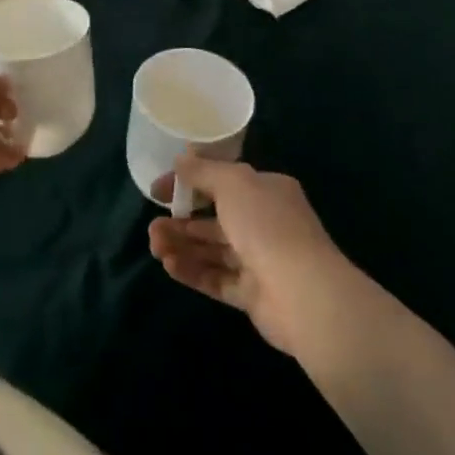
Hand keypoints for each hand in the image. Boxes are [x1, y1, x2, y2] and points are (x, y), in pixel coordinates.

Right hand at [148, 156, 350, 356]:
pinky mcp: (253, 294)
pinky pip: (217, 279)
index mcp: (267, 191)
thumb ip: (203, 171)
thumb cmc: (266, 225)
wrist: (303, 293)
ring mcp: (260, 260)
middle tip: (151, 226)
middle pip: (215, 219)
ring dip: (182, 246)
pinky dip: (193, 271)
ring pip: (213, 250)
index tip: (158, 191)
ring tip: (154, 246)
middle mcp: (265, 222)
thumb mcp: (232, 183)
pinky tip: (169, 266)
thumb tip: (180, 159)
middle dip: (181, 221)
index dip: (189, 183)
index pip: (222, 182)